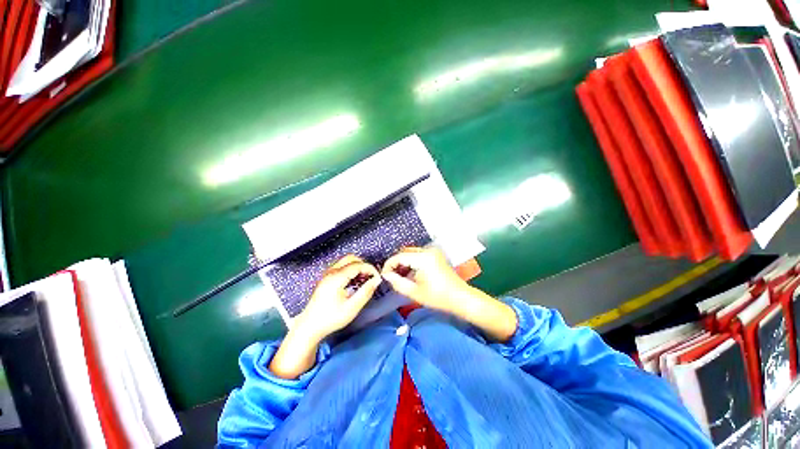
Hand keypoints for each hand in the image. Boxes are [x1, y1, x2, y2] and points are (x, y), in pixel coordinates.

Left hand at [295, 255, 381, 340]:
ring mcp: (327, 274)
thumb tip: (376, 280)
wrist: (310, 327)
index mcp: (337, 278)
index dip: (370, 269)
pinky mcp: (326, 278)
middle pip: (351, 258)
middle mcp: (331, 272)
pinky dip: (351, 269)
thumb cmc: (331, 318)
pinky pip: (341, 266)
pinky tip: (354, 282)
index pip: (358, 265)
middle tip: (371, 277)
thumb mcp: (352, 308)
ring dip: (357, 266)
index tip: (378, 277)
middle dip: (364, 265)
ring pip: (346, 261)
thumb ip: (366, 292)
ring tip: (364, 279)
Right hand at [381, 246, 470, 314]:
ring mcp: (433, 251)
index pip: (399, 256)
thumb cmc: (438, 297)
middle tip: (390, 277)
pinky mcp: (436, 255)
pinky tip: (409, 274)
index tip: (383, 275)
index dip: (388, 265)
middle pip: (405, 252)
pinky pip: (418, 255)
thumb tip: (385, 275)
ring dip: (403, 263)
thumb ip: (397, 282)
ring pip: (411, 253)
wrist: (461, 298)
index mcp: (423, 257)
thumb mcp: (414, 292)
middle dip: (396, 264)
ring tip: (399, 277)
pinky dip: (411, 262)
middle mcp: (428, 250)